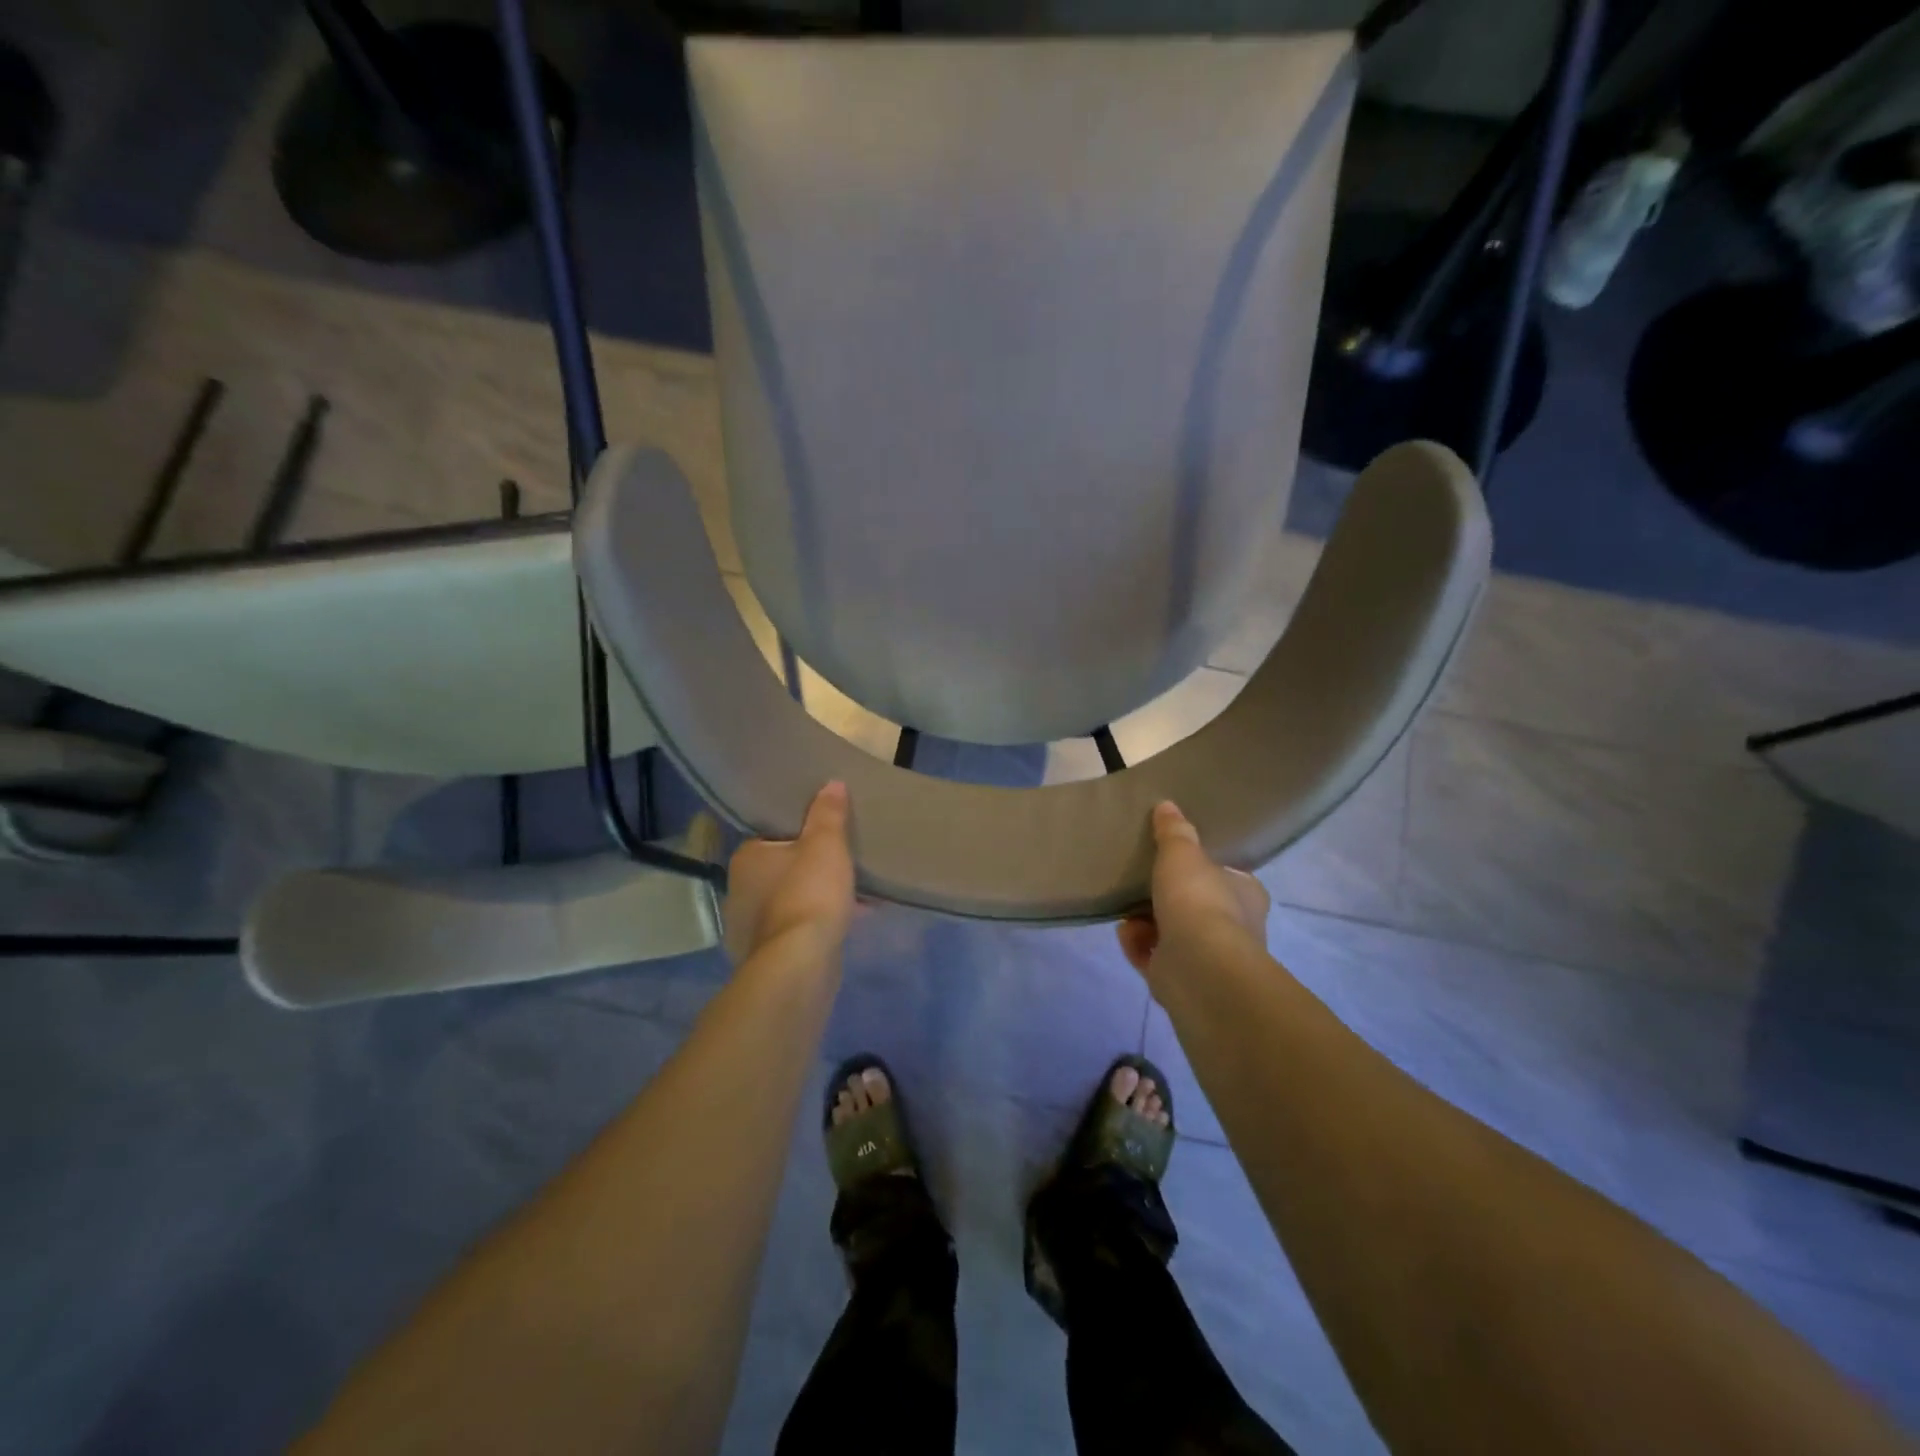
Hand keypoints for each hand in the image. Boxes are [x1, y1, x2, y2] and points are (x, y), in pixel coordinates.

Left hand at [724, 781, 856, 964]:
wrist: (800, 962)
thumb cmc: (809, 892)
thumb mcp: (826, 844)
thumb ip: (828, 813)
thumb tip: (831, 784)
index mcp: (747, 858)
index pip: (771, 837)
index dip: (799, 836)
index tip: (825, 838)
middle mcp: (739, 890)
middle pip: (781, 870)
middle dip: (810, 870)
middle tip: (842, 866)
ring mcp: (749, 927)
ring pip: (790, 901)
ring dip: (817, 899)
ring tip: (854, 896)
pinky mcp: (766, 955)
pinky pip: (797, 928)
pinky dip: (818, 923)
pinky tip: (848, 923)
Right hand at [1117, 801, 1268, 976]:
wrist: (1198, 967)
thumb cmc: (1198, 900)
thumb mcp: (1182, 853)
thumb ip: (1174, 831)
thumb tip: (1167, 806)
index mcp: (1245, 894)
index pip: (1227, 876)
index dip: (1203, 867)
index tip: (1175, 858)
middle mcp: (1234, 927)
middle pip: (1196, 905)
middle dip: (1166, 896)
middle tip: (1140, 880)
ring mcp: (1208, 958)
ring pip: (1172, 932)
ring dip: (1146, 920)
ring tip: (1126, 907)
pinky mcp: (1182, 981)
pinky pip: (1154, 956)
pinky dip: (1138, 944)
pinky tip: (1125, 932)